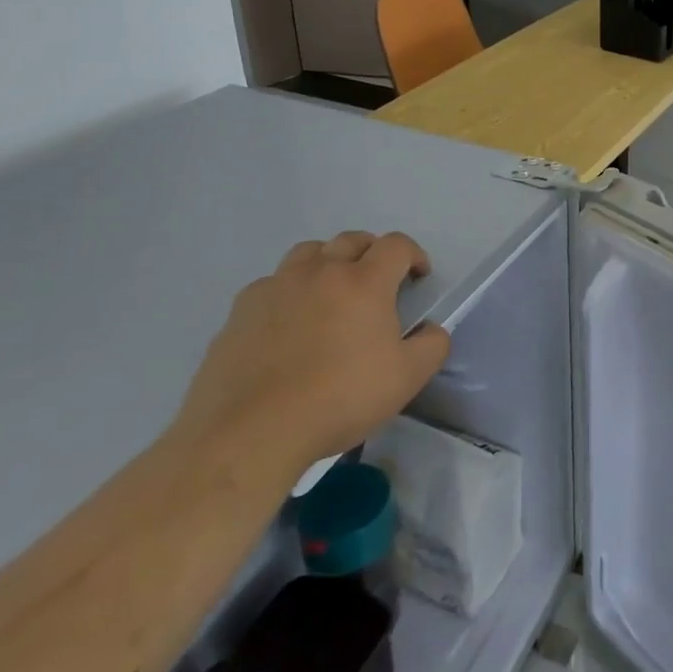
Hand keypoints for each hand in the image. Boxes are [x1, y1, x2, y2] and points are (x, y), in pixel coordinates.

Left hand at [174, 231, 449, 476]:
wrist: (252, 431)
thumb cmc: (339, 399)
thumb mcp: (407, 378)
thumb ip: (432, 345)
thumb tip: (431, 328)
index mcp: (364, 282)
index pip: (396, 245)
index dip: (413, 255)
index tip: (418, 277)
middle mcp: (321, 272)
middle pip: (351, 240)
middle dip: (371, 253)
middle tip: (377, 282)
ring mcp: (276, 287)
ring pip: (308, 253)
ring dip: (328, 262)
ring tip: (331, 292)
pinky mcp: (240, 310)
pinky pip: (271, 284)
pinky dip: (288, 292)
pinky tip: (288, 324)